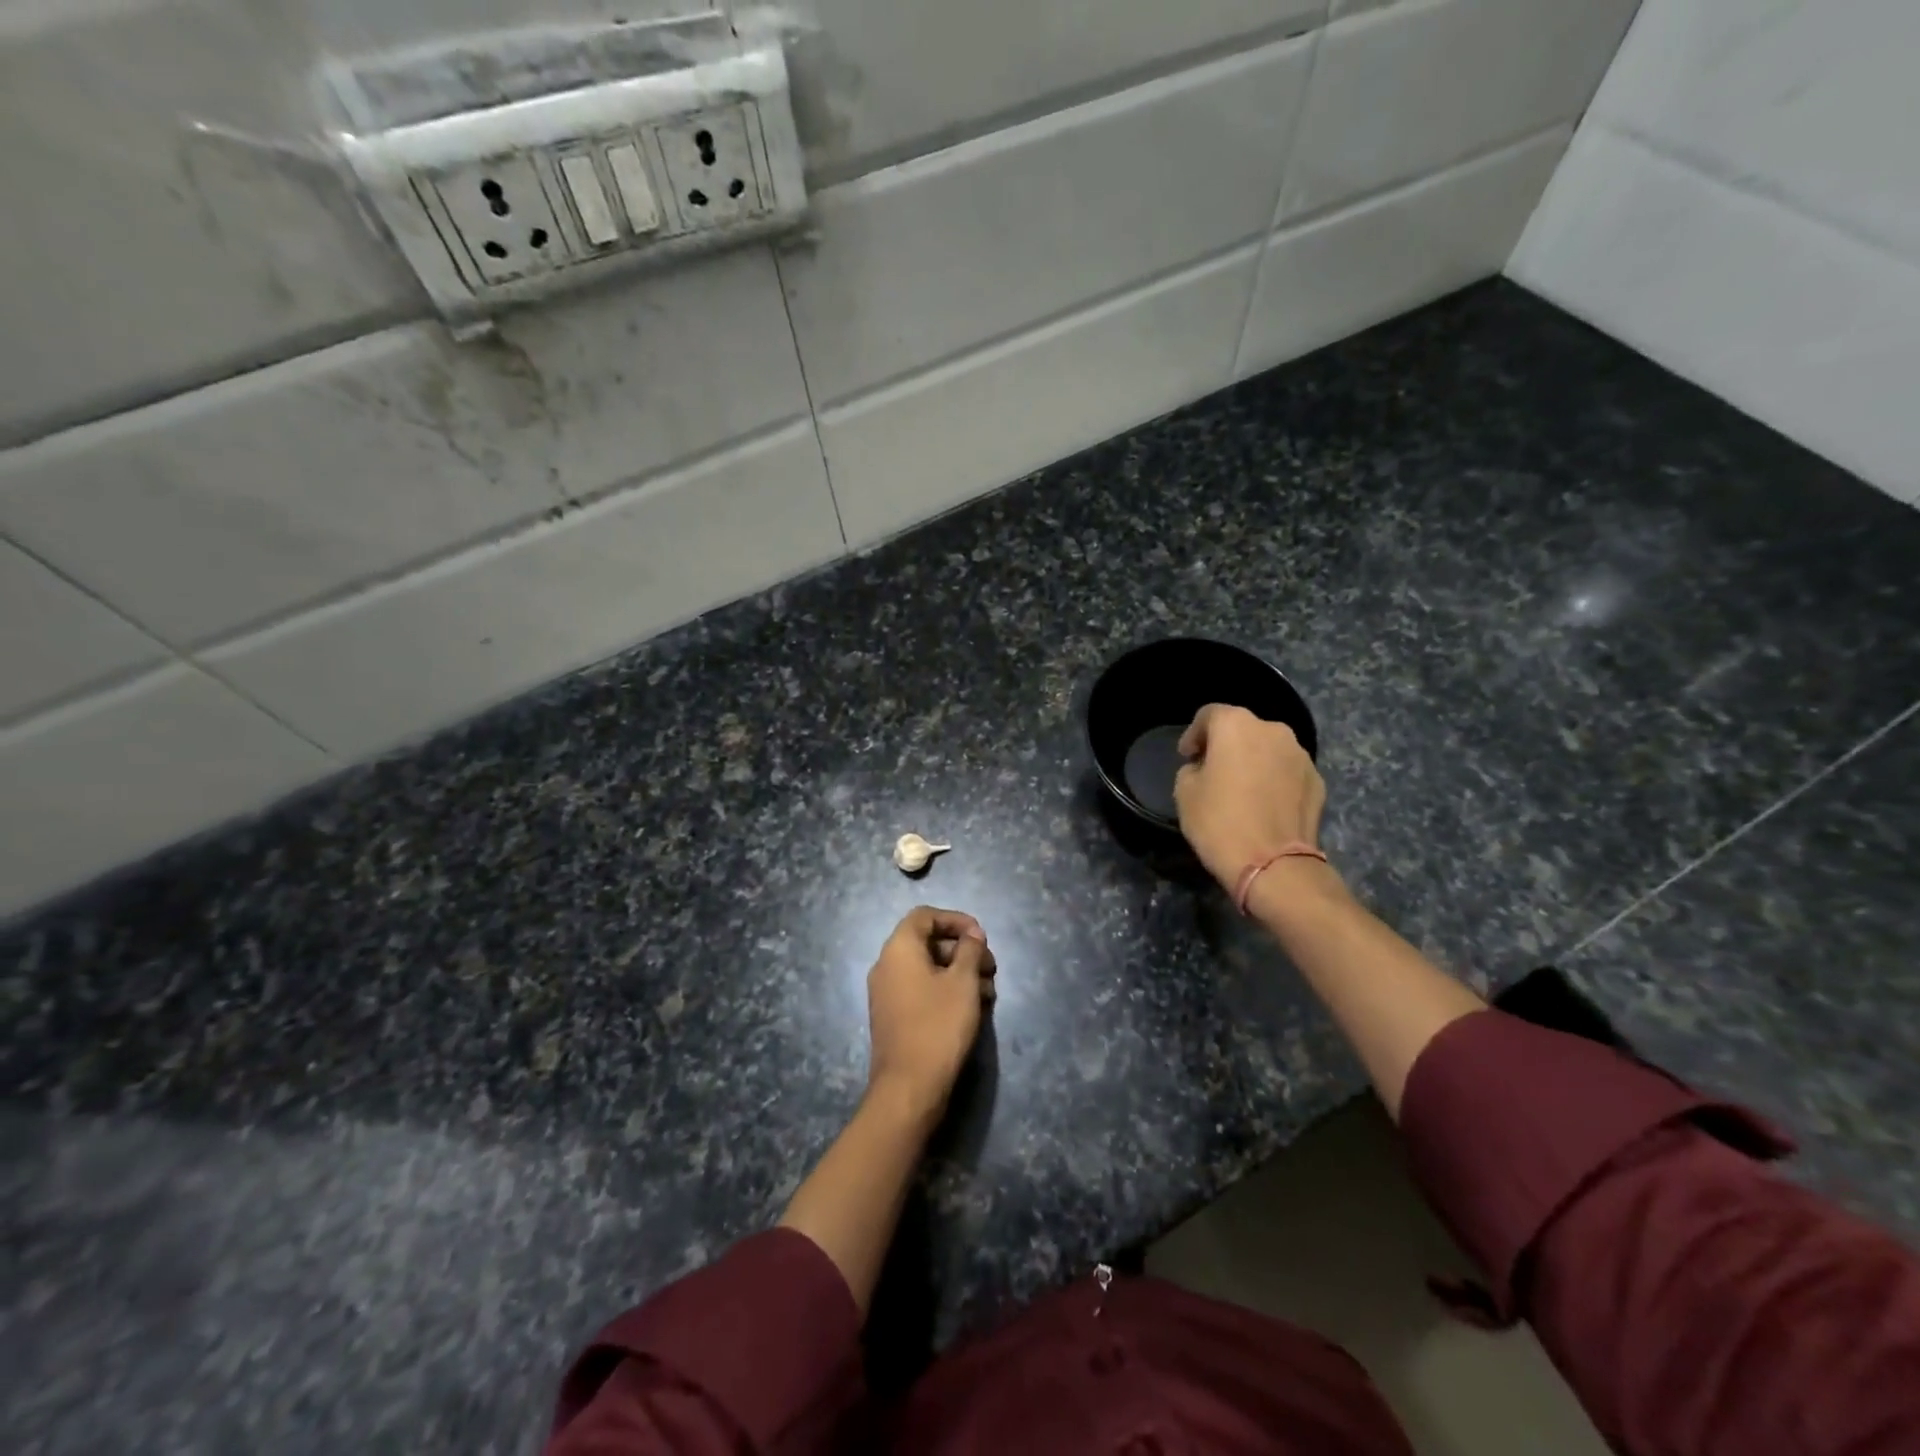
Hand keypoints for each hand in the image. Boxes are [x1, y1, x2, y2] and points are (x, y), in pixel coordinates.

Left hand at [866, 907, 996, 1127]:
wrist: (909, 1087)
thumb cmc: (938, 1025)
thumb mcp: (962, 982)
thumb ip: (969, 950)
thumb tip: (972, 934)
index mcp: (899, 948)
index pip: (925, 916)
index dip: (955, 920)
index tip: (981, 937)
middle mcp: (887, 964)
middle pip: (927, 942)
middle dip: (963, 950)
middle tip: (991, 968)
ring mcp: (887, 992)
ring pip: (927, 968)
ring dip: (959, 972)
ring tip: (989, 992)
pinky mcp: (893, 1015)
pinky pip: (921, 989)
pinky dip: (946, 990)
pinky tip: (973, 1007)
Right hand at [1174, 705, 1327, 893]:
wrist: (1274, 864)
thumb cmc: (1220, 822)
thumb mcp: (1184, 793)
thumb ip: (1192, 769)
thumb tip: (1205, 769)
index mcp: (1236, 725)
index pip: (1209, 715)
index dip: (1193, 734)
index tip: (1186, 756)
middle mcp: (1273, 730)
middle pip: (1243, 729)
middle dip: (1226, 745)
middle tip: (1212, 770)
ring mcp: (1300, 755)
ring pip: (1268, 749)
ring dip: (1253, 761)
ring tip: (1241, 788)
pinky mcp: (1317, 781)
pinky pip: (1287, 772)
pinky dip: (1274, 780)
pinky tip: (1264, 804)